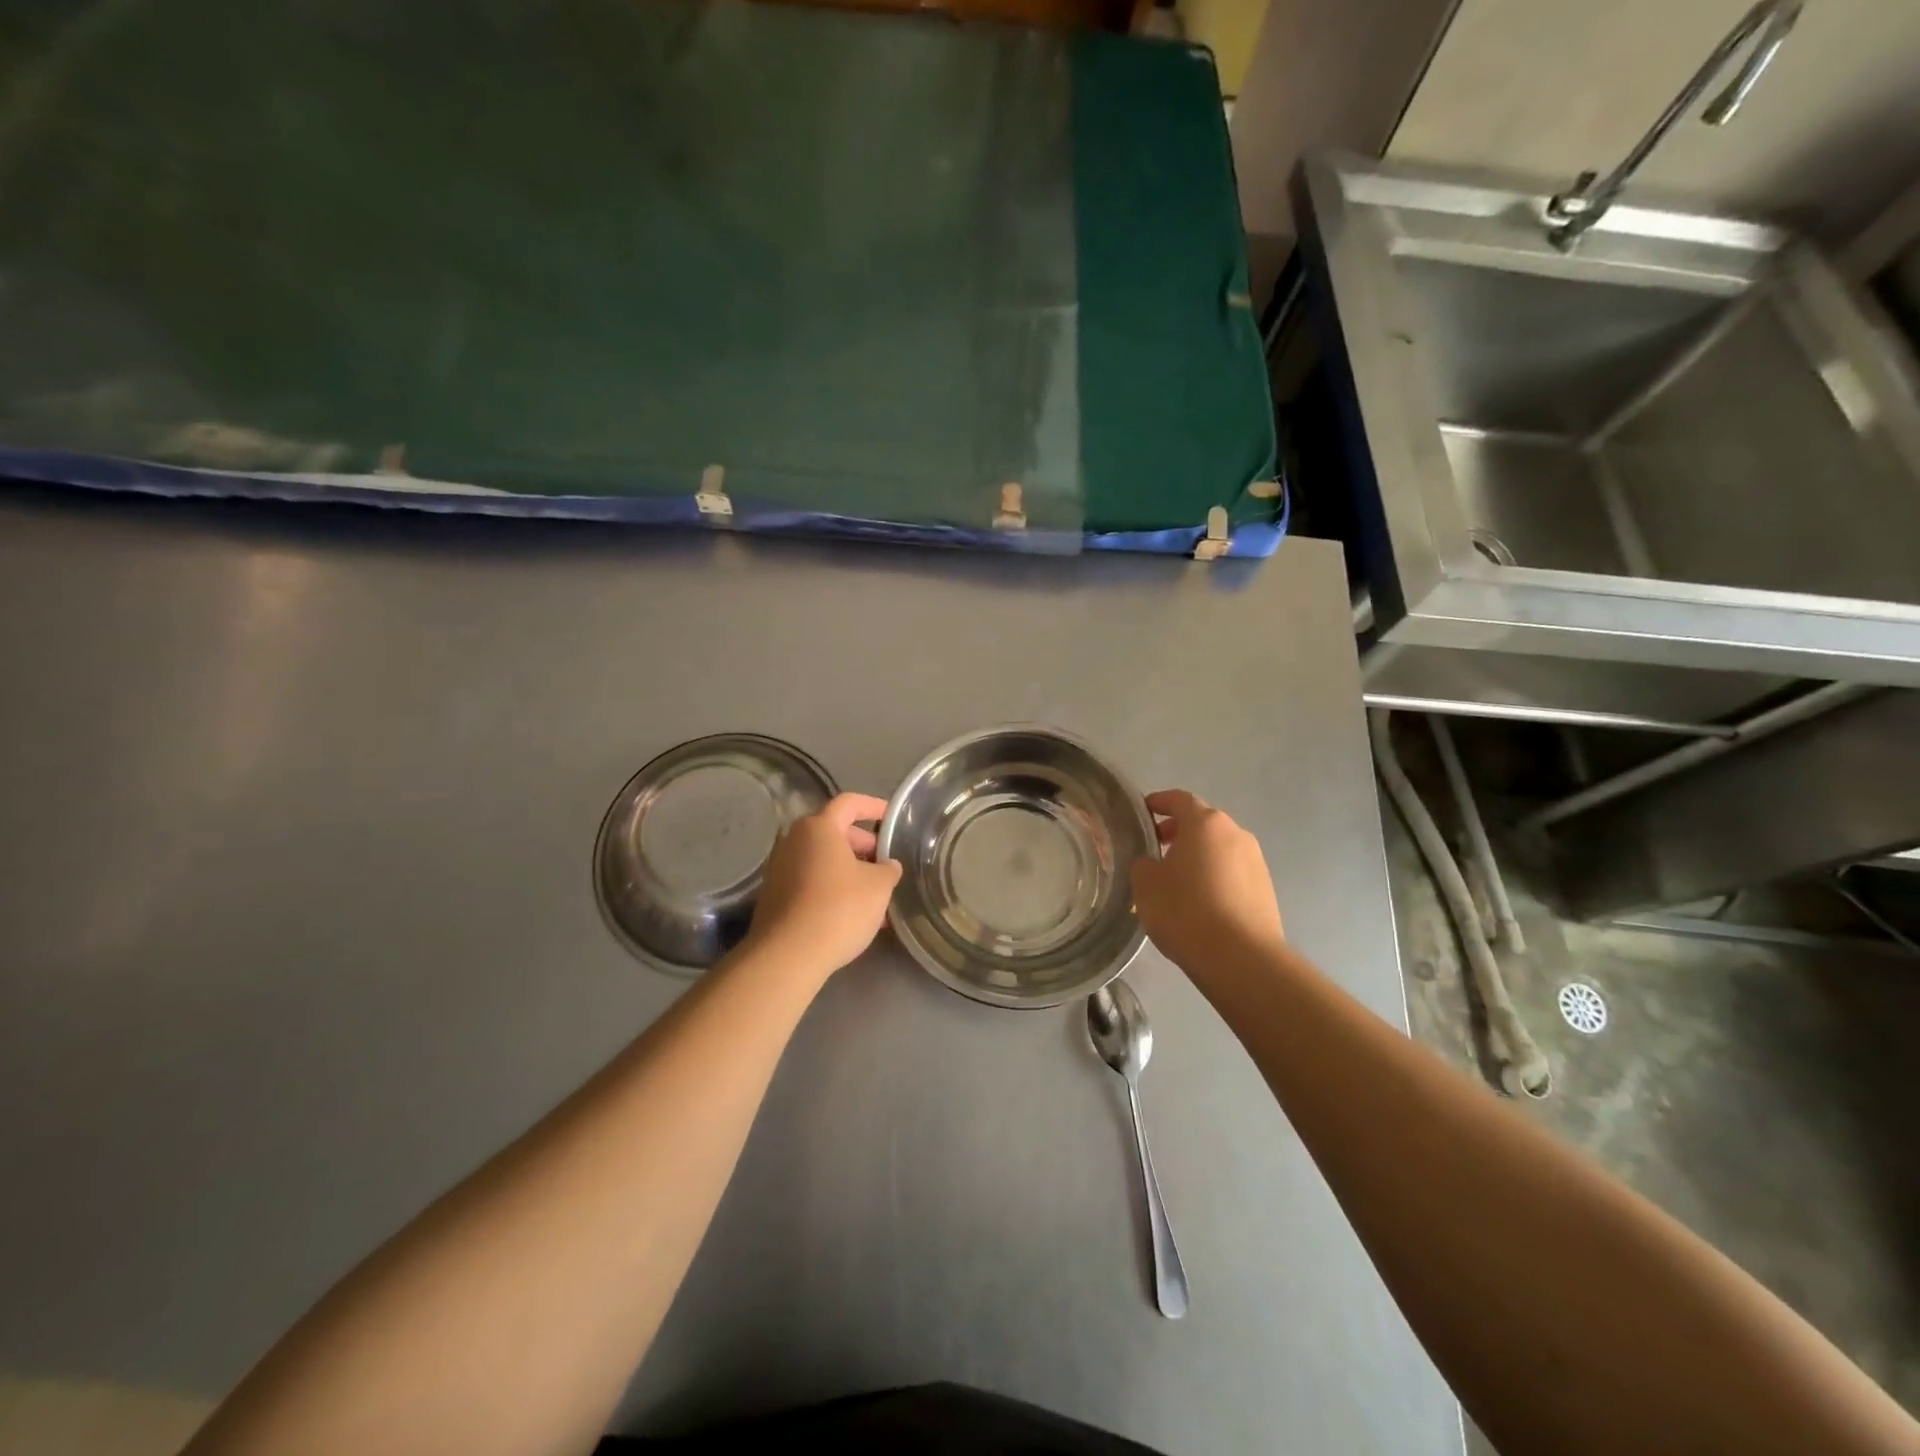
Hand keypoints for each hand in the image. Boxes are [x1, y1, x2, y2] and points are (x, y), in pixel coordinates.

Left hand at [739, 792, 901, 984]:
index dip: (874, 806)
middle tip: (887, 865)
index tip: (893, 818)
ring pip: (824, 860)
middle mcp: (794, 840)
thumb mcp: (878, 886)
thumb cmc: (838, 909)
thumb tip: (888, 866)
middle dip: (865, 846)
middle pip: (835, 832)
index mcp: (819, 827)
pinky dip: (833, 888)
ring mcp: (780, 868)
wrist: (788, 956)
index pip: (850, 803)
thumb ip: (888, 869)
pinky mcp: (775, 895)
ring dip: (851, 871)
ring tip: (876, 895)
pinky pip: (811, 881)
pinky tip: (853, 913)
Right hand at [1131, 790, 1284, 981]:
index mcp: (1205, 823)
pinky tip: (1200, 902)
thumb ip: (1144, 863)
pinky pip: (1233, 872)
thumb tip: (1153, 862)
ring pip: (1219, 848)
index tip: (1143, 812)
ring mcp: (1256, 861)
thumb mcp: (1145, 884)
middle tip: (1156, 849)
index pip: (1179, 799)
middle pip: (1203, 823)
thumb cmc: (1186, 911)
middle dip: (1179, 831)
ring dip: (1199, 855)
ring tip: (1177, 880)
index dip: (1159, 802)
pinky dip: (1215, 876)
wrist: (1241, 959)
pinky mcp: (1266, 889)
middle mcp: (1236, 833)